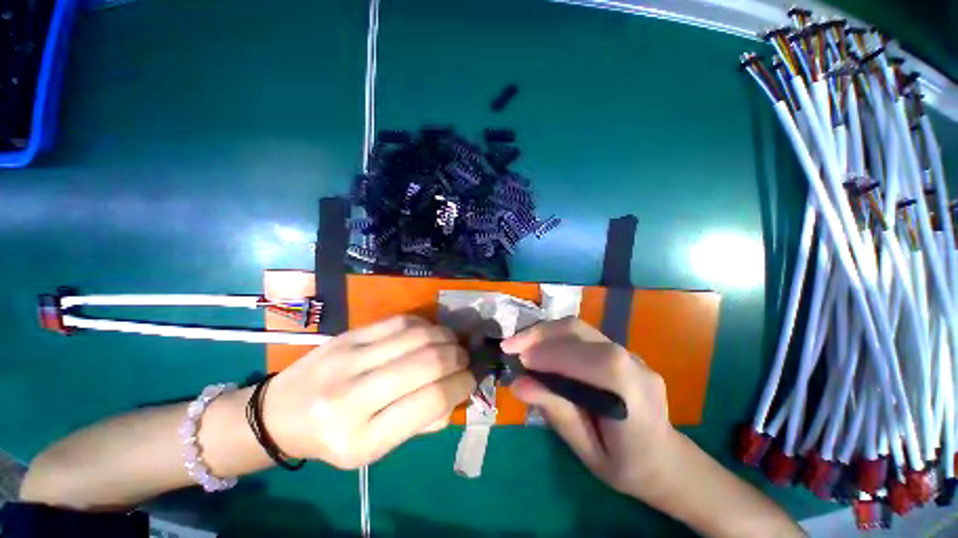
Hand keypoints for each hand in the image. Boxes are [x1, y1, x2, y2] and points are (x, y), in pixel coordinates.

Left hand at [262, 316, 476, 468]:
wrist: (280, 412)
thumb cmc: (334, 438)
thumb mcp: (376, 450)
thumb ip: (421, 423)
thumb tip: (455, 391)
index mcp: (362, 439)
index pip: (430, 401)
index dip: (461, 385)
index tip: (470, 379)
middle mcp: (352, 397)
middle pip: (426, 362)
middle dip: (457, 357)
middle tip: (464, 358)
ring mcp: (348, 359)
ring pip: (416, 336)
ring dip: (445, 336)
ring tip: (451, 343)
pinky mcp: (348, 335)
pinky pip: (399, 321)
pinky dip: (424, 325)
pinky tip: (428, 333)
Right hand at [502, 318, 675, 496]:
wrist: (666, 460)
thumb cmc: (628, 466)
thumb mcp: (589, 451)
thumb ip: (557, 413)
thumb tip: (519, 384)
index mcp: (634, 394)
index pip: (593, 360)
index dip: (553, 354)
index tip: (519, 359)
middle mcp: (634, 363)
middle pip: (582, 332)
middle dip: (540, 335)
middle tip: (510, 345)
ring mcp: (628, 352)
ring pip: (579, 328)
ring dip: (544, 332)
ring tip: (519, 343)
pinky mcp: (618, 350)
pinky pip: (582, 335)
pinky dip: (554, 336)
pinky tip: (539, 347)